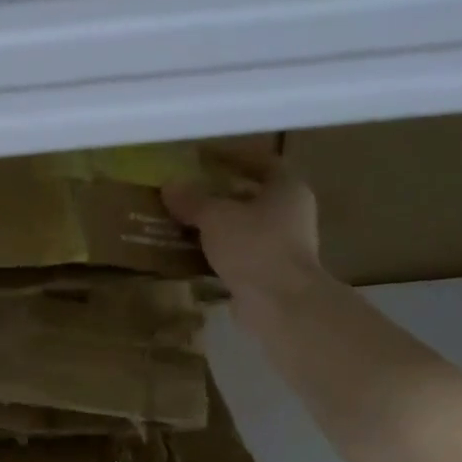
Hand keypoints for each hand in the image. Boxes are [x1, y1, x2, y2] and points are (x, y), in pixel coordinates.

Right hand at [163, 155, 325, 320]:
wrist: (280, 304)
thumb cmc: (254, 246)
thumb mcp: (215, 216)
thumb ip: (192, 200)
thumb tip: (170, 186)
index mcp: (288, 190)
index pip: (263, 163)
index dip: (234, 157)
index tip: (205, 158)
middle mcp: (291, 214)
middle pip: (252, 196)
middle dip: (220, 194)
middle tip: (187, 191)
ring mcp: (283, 247)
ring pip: (243, 228)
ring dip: (216, 225)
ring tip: (181, 221)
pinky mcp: (269, 274)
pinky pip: (238, 255)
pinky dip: (216, 252)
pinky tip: (189, 253)